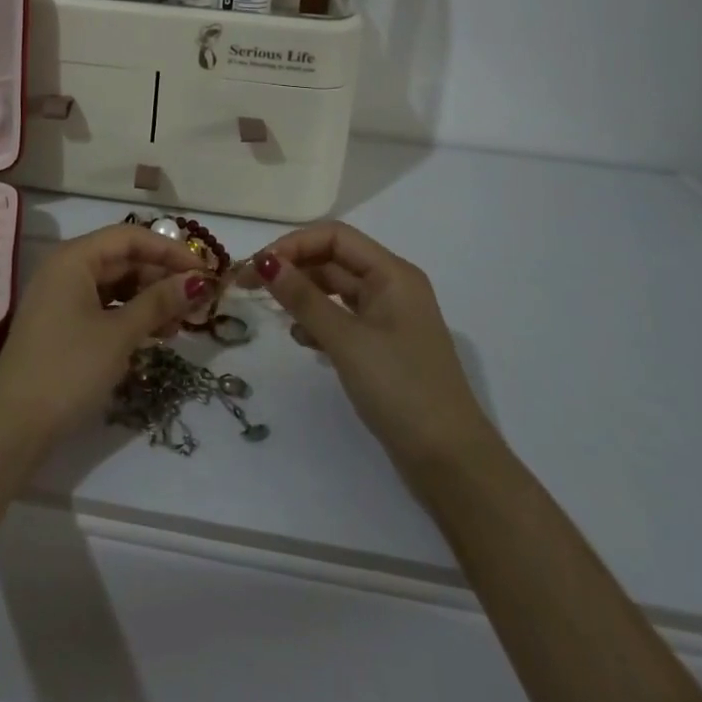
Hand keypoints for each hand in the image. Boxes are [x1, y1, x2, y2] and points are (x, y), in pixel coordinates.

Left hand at [0, 225, 211, 444]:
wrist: (14, 425)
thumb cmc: (69, 368)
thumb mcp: (119, 334)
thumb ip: (159, 302)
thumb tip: (197, 281)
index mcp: (74, 258)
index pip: (129, 237)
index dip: (169, 250)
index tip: (205, 270)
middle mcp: (65, 269)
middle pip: (122, 259)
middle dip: (161, 277)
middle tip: (198, 301)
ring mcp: (61, 297)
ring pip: (115, 285)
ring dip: (149, 298)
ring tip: (181, 322)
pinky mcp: (62, 324)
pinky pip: (103, 306)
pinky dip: (130, 315)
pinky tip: (155, 334)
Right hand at [240, 221, 493, 474]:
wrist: (452, 464)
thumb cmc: (401, 389)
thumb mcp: (346, 340)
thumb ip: (302, 298)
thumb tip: (264, 262)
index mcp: (392, 274)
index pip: (334, 237)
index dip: (293, 244)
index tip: (257, 267)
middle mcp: (393, 287)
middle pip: (333, 260)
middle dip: (292, 268)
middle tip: (250, 286)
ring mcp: (390, 319)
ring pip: (335, 290)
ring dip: (303, 295)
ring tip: (274, 313)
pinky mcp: (384, 348)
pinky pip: (343, 319)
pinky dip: (318, 322)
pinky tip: (302, 340)